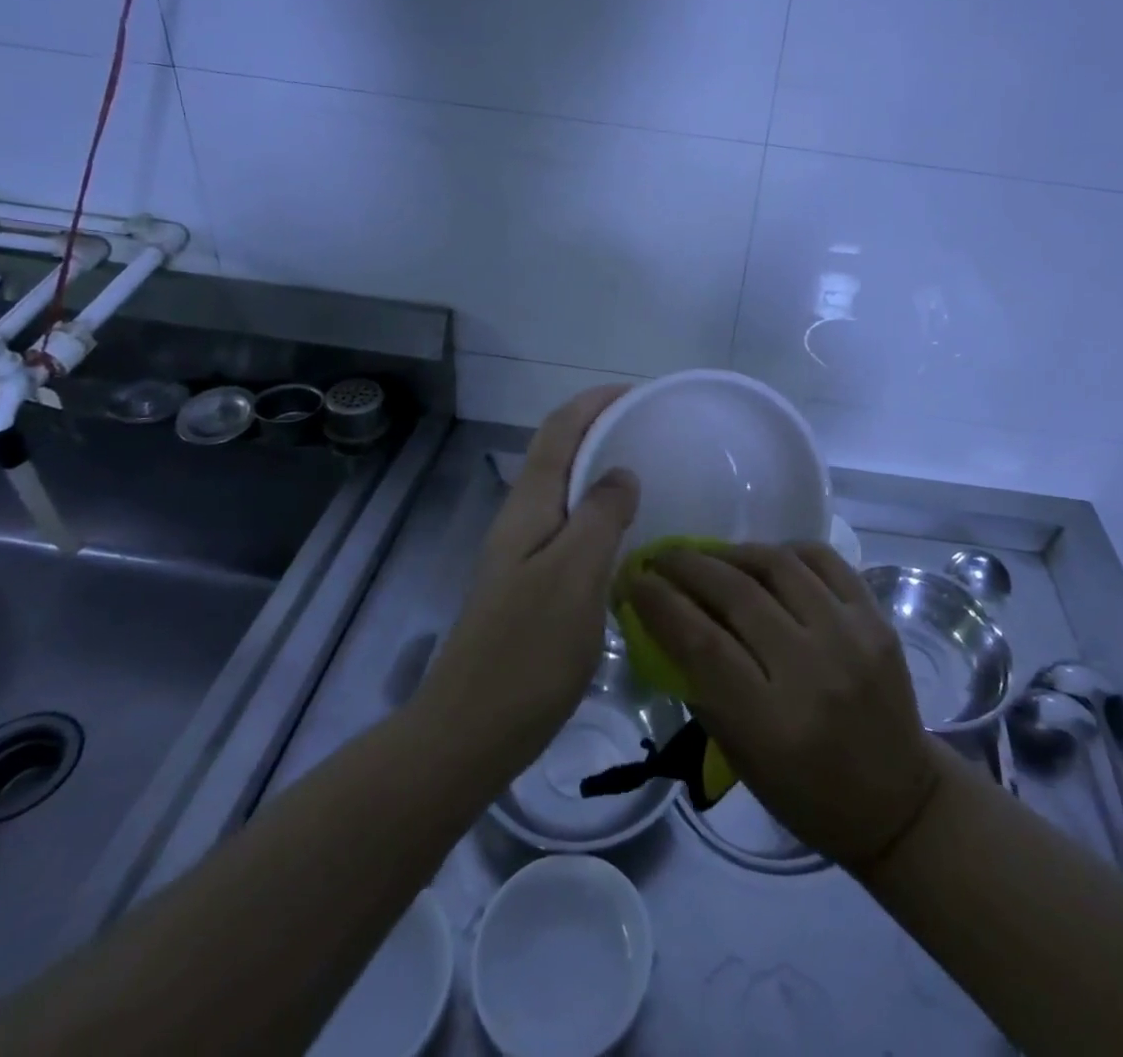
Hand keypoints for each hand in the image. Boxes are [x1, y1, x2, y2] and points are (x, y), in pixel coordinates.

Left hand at [418, 387, 639, 781]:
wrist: (472, 730)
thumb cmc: (527, 649)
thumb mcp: (575, 574)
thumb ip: (600, 515)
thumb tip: (622, 473)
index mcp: (529, 507)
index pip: (558, 432)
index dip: (593, 403)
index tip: (636, 392)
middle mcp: (521, 520)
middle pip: (558, 455)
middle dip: (599, 430)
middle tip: (650, 432)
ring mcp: (522, 555)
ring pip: (564, 492)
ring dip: (599, 470)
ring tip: (646, 474)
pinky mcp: (531, 586)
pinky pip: (570, 529)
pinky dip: (598, 513)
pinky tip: (626, 537)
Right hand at [626, 541, 941, 868]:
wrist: (898, 800)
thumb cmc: (805, 793)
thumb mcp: (739, 757)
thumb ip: (702, 686)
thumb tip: (665, 620)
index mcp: (772, 722)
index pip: (702, 644)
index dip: (660, 604)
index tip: (634, 581)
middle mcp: (813, 671)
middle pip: (737, 595)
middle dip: (688, 566)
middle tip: (662, 558)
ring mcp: (851, 638)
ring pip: (779, 565)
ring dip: (732, 552)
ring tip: (709, 556)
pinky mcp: (877, 619)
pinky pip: (824, 559)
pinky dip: (786, 550)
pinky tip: (764, 558)